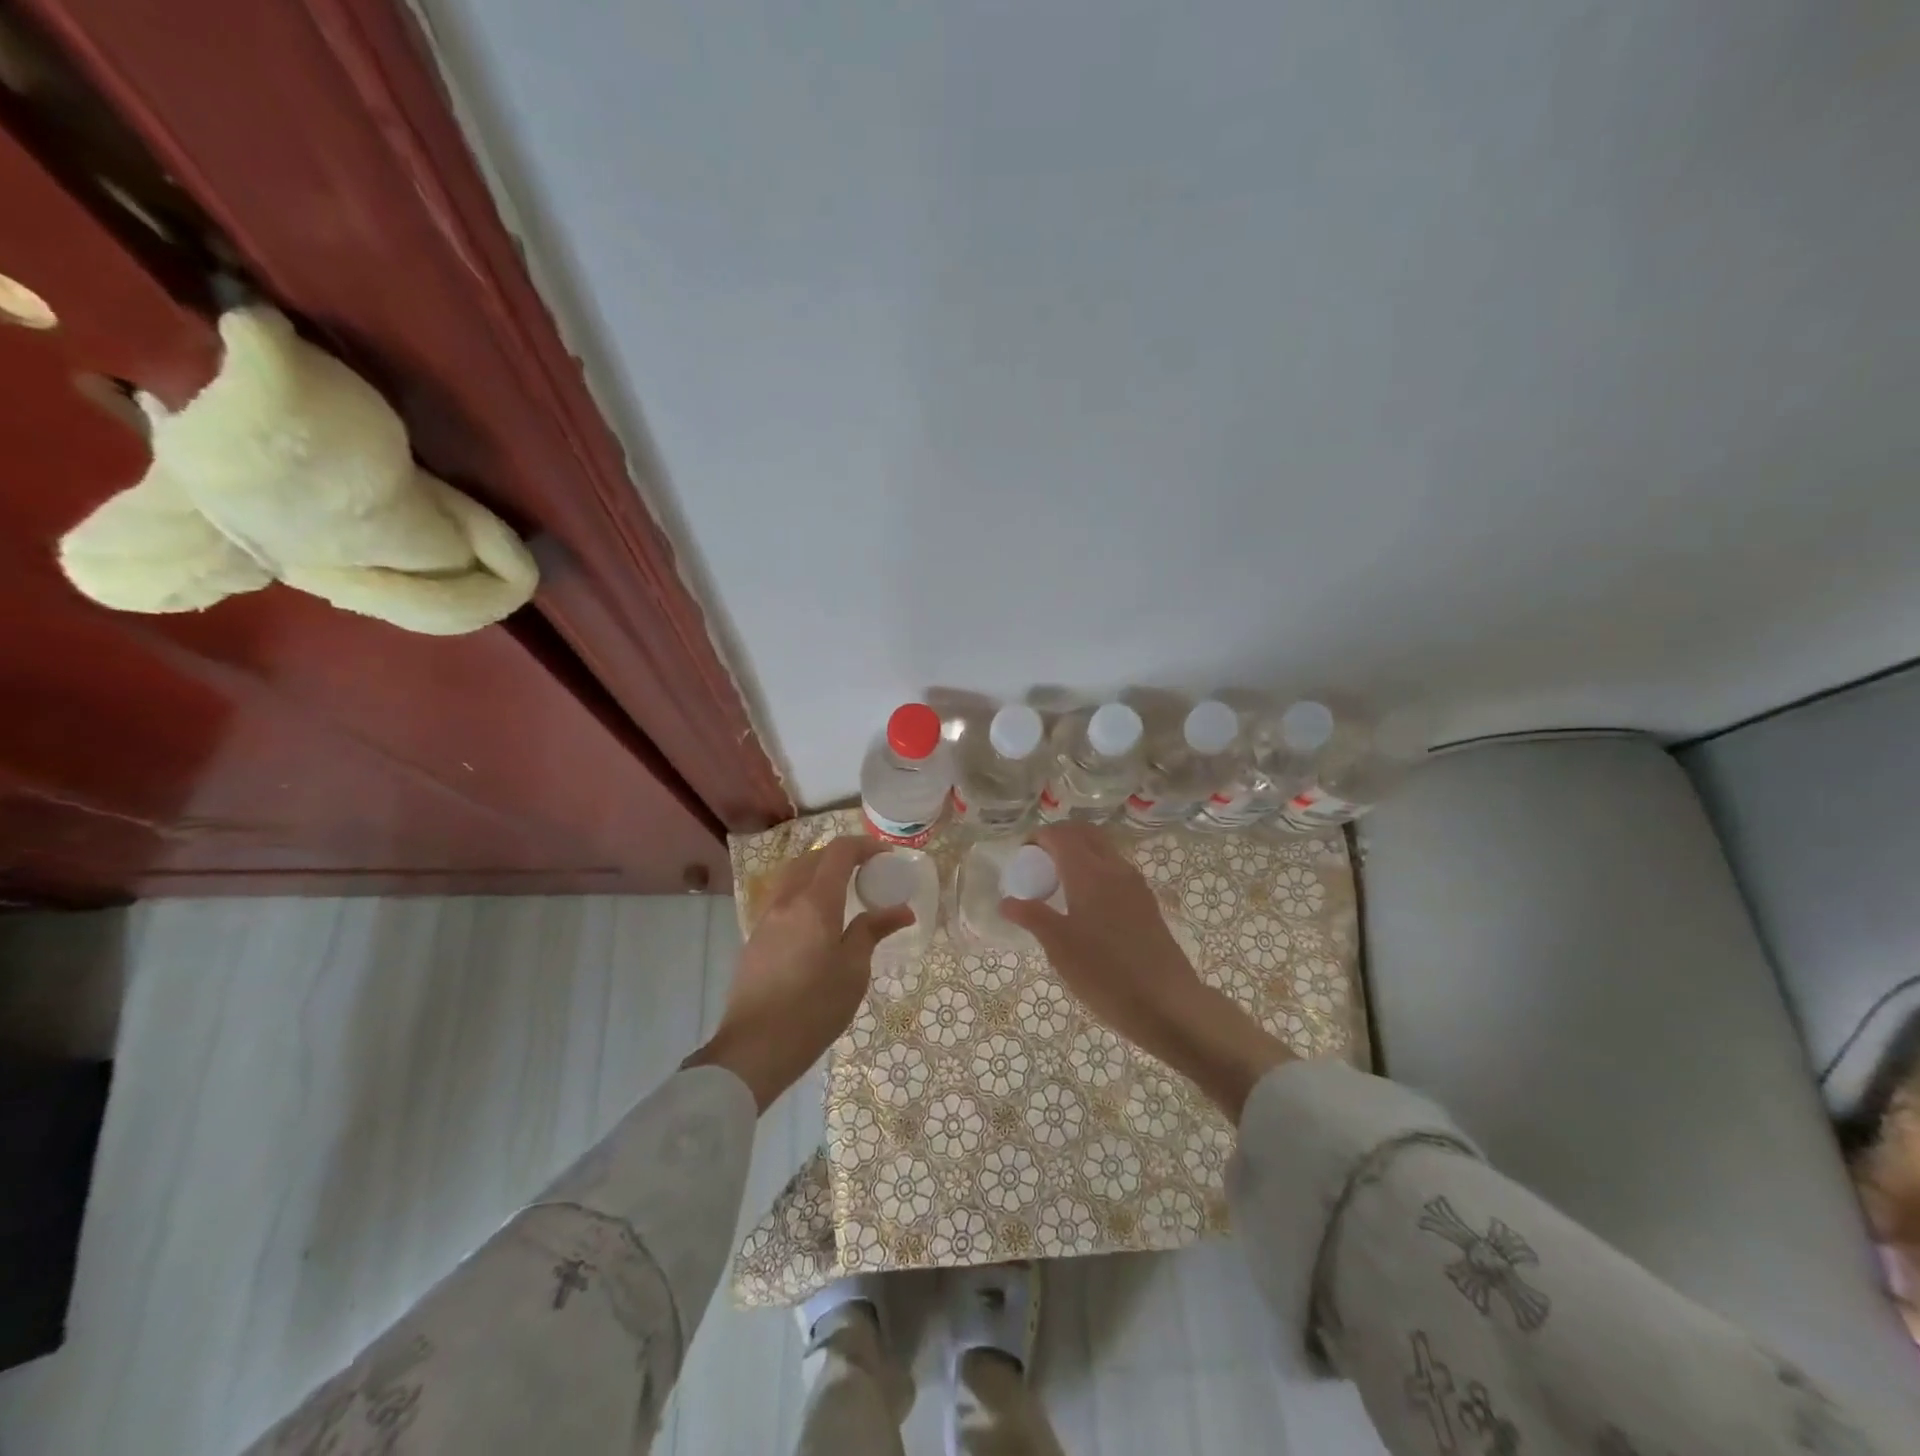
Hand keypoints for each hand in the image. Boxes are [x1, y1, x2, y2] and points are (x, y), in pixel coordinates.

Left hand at [685, 836, 912, 1110]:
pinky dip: (803, 893)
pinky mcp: (755, 939)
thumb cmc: (813, 1008)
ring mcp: (766, 919)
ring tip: (843, 892)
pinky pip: (782, 899)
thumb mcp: (853, 970)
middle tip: (867, 872)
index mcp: (814, 902)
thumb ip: (873, 931)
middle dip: (841, 856)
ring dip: (818, 872)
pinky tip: (817, 921)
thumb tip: (902, 910)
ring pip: (792, 876)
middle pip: (812, 858)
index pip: (839, 853)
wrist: (755, 1048)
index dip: (865, 846)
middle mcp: (786, 901)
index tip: (886, 856)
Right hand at [1000, 822, 1291, 1118]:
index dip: (1038, 838)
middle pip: (1085, 833)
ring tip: (1060, 884)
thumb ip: (1032, 917)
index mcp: (1089, 872)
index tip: (1022, 858)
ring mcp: (1135, 884)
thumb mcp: (1059, 948)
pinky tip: (1086, 904)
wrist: (1166, 1003)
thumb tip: (1007, 901)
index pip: (1060, 835)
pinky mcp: (1146, 902)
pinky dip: (1096, 870)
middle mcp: (1114, 868)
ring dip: (1080, 852)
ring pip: (1103, 850)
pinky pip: (1116, 870)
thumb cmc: (1105, 973)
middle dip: (1060, 838)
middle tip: (1040, 863)